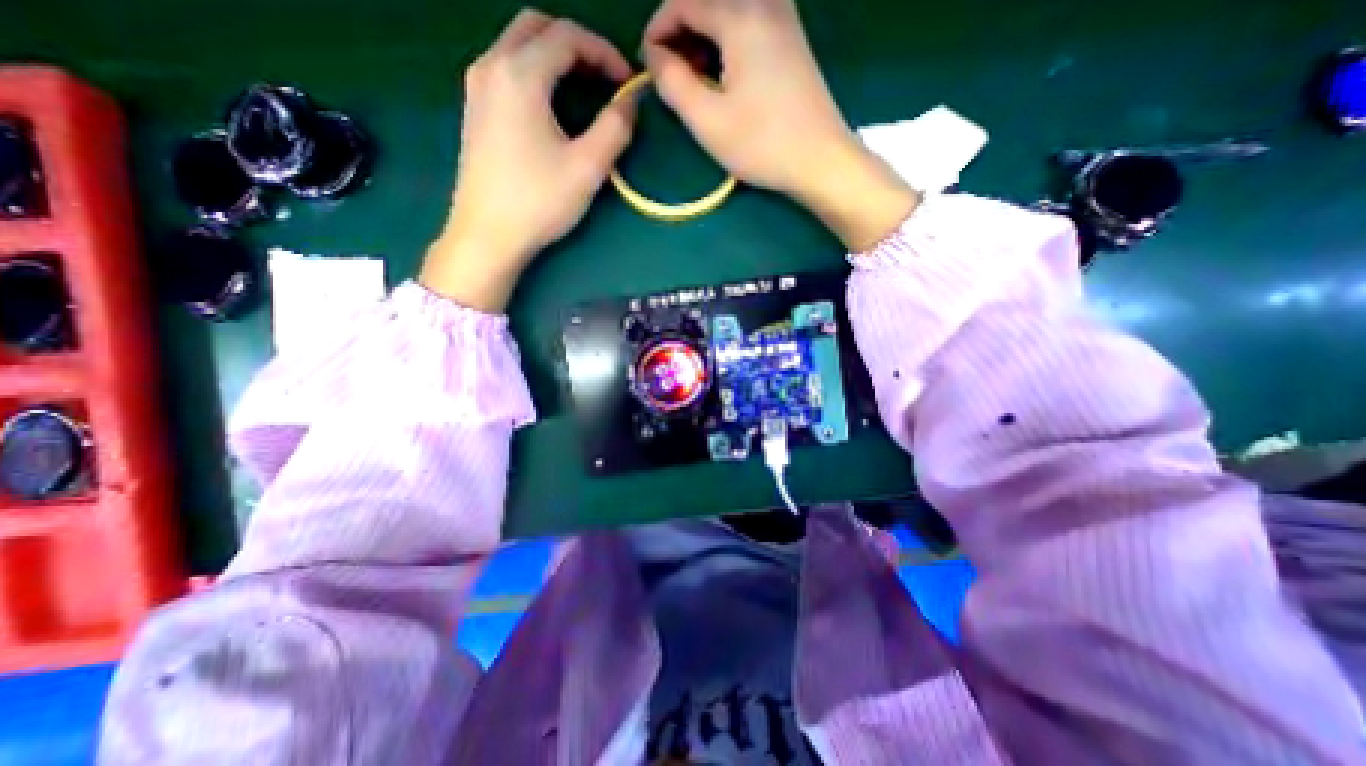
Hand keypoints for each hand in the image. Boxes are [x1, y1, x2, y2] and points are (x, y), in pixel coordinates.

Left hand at [426, 8, 636, 311]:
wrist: (488, 235)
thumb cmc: (539, 202)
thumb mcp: (587, 168)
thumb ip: (614, 128)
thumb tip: (630, 102)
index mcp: (520, 74)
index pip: (567, 36)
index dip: (604, 53)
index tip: (628, 82)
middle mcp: (491, 66)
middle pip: (536, 27)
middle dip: (577, 44)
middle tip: (605, 78)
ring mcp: (477, 88)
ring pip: (517, 45)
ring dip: (554, 56)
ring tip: (584, 90)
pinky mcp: (474, 111)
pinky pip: (506, 69)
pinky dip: (535, 72)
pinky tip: (552, 106)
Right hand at [644, 1, 916, 247]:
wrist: (820, 159)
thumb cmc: (762, 144)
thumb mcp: (707, 119)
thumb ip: (673, 82)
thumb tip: (655, 56)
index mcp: (740, 14)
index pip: (683, 1)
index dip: (657, 31)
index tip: (647, 66)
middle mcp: (764, 1)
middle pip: (707, 0)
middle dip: (680, 32)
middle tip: (671, 76)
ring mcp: (783, 17)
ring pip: (728, 10)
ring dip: (703, 37)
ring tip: (696, 80)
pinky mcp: (792, 38)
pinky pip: (748, 22)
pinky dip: (726, 41)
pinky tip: (723, 74)